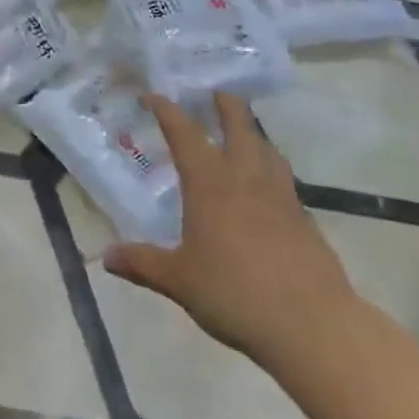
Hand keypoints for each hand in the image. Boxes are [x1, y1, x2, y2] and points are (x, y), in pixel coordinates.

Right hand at [105, 93, 359, 370]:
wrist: (313, 325)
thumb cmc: (235, 294)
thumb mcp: (179, 280)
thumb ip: (143, 264)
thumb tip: (105, 258)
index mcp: (209, 183)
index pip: (184, 133)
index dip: (167, 110)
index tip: (154, 96)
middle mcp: (245, 178)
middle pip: (238, 125)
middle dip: (224, 104)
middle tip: (213, 93)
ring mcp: (281, 196)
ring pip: (267, 148)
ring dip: (252, 132)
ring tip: (243, 132)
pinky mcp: (305, 219)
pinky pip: (284, 179)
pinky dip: (270, 168)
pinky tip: (267, 186)